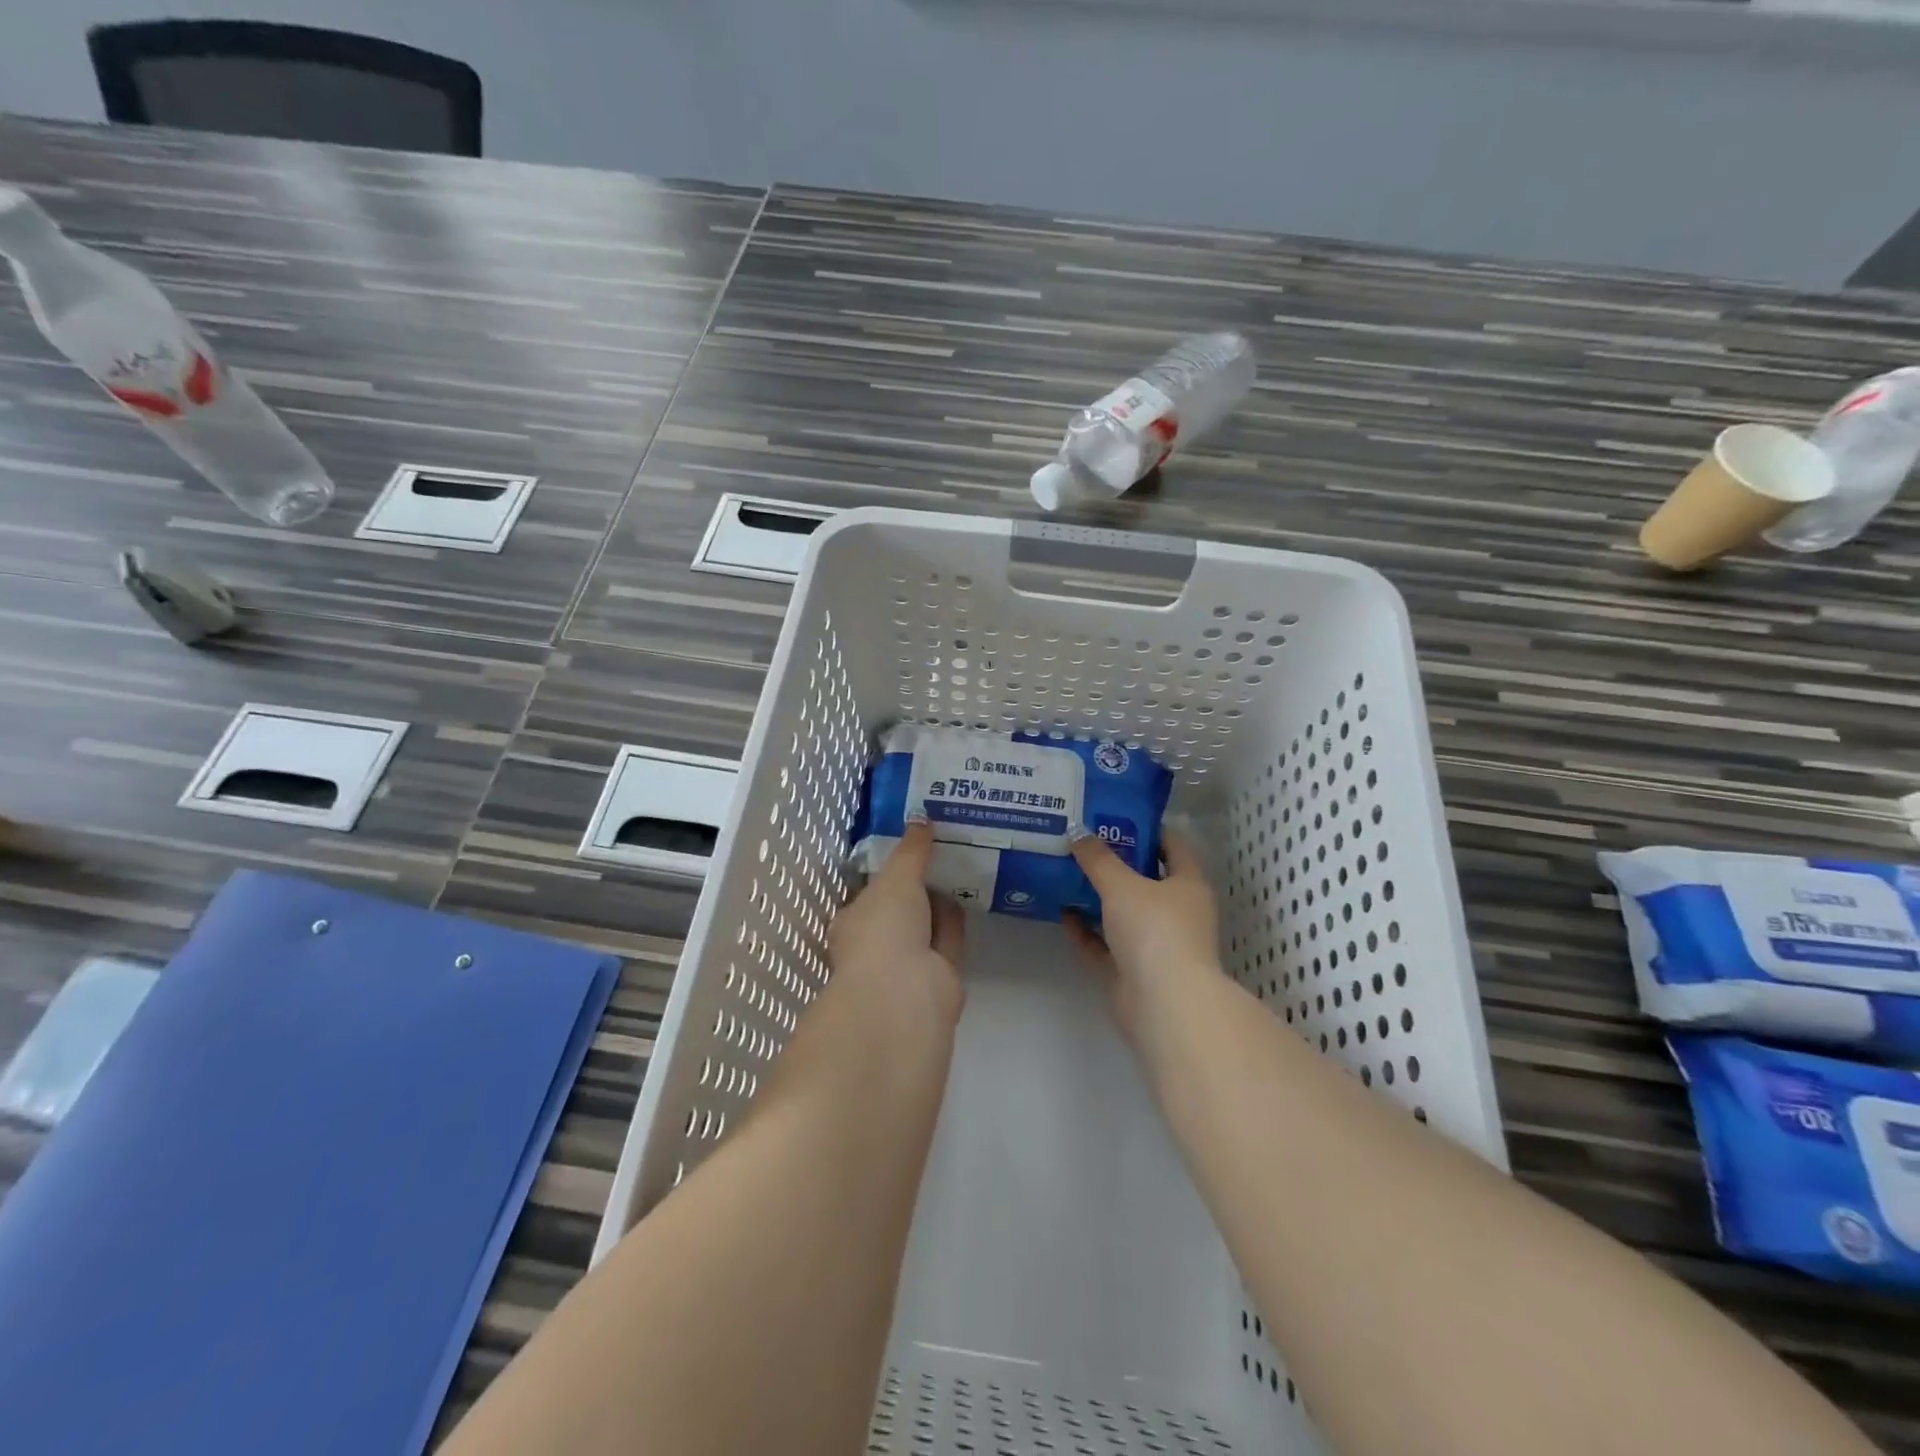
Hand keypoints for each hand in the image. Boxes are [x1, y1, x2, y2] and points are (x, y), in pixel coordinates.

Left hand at [828, 820, 965, 1030]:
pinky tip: (967, 893)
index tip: (911, 844)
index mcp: (853, 922)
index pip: (870, 892)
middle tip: (940, 849)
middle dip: (918, 884)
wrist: (905, 995)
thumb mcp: (896, 878)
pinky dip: (955, 919)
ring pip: (926, 925)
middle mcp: (878, 944)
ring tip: (959, 863)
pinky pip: (948, 939)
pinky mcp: (940, 978)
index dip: (889, 869)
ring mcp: (909, 964)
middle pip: (901, 909)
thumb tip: (921, 817)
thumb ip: (911, 850)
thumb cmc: (883, 930)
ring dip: (938, 900)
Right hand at [1065, 826, 1220, 1045]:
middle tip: (1081, 840)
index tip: (1113, 814)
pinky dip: (1086, 930)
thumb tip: (1076, 830)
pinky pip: (1105, 944)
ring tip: (1066, 871)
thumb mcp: (1122, 885)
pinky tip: (1062, 911)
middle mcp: (1176, 912)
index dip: (1146, 828)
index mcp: (1188, 885)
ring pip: (1123, 913)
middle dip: (1115, 862)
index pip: (1172, 845)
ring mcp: (1155, 944)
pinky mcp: (1132, 972)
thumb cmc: (1155, 931)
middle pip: (1145, 879)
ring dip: (1098, 896)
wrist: (1163, 1004)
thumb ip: (1098, 858)